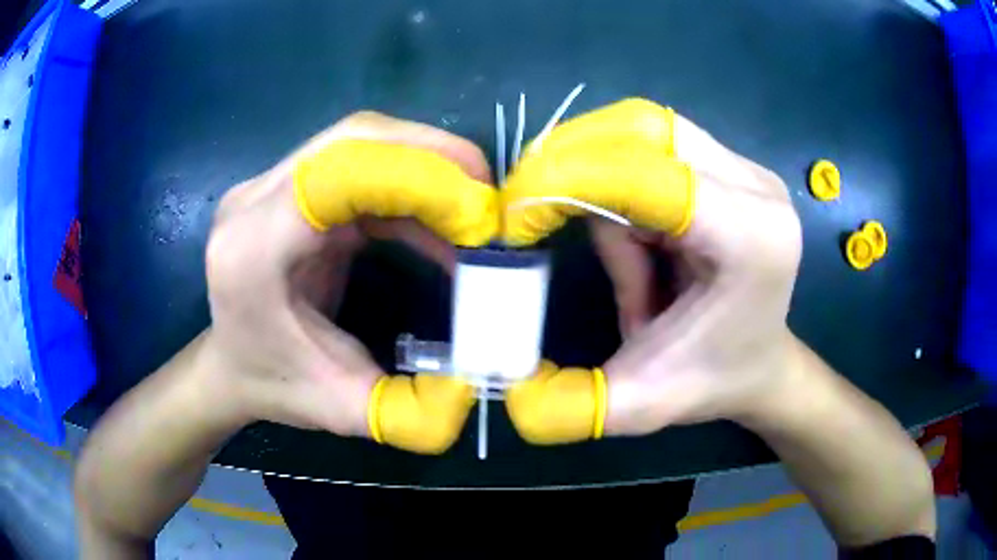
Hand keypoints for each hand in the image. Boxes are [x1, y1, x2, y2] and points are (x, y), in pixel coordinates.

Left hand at [204, 111, 495, 450]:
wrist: (232, 365)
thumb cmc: (275, 386)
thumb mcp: (344, 410)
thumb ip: (413, 411)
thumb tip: (481, 382)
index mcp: (251, 250)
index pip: (333, 177)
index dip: (414, 178)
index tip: (479, 216)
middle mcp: (254, 201)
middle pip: (353, 138)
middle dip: (434, 156)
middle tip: (489, 199)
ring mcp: (270, 185)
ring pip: (360, 140)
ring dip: (427, 163)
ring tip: (473, 207)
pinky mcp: (292, 185)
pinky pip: (360, 162)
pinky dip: (410, 183)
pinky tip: (439, 221)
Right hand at [502, 99, 801, 438]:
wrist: (759, 365)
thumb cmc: (713, 381)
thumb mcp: (640, 404)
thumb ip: (573, 407)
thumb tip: (509, 389)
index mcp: (753, 238)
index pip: (650, 175)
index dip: (570, 180)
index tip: (514, 216)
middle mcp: (757, 188)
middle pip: (641, 132)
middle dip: (576, 170)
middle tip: (534, 218)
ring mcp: (746, 169)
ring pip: (641, 136)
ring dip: (605, 189)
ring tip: (630, 269)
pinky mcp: (732, 164)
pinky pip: (653, 148)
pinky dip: (623, 187)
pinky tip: (644, 245)